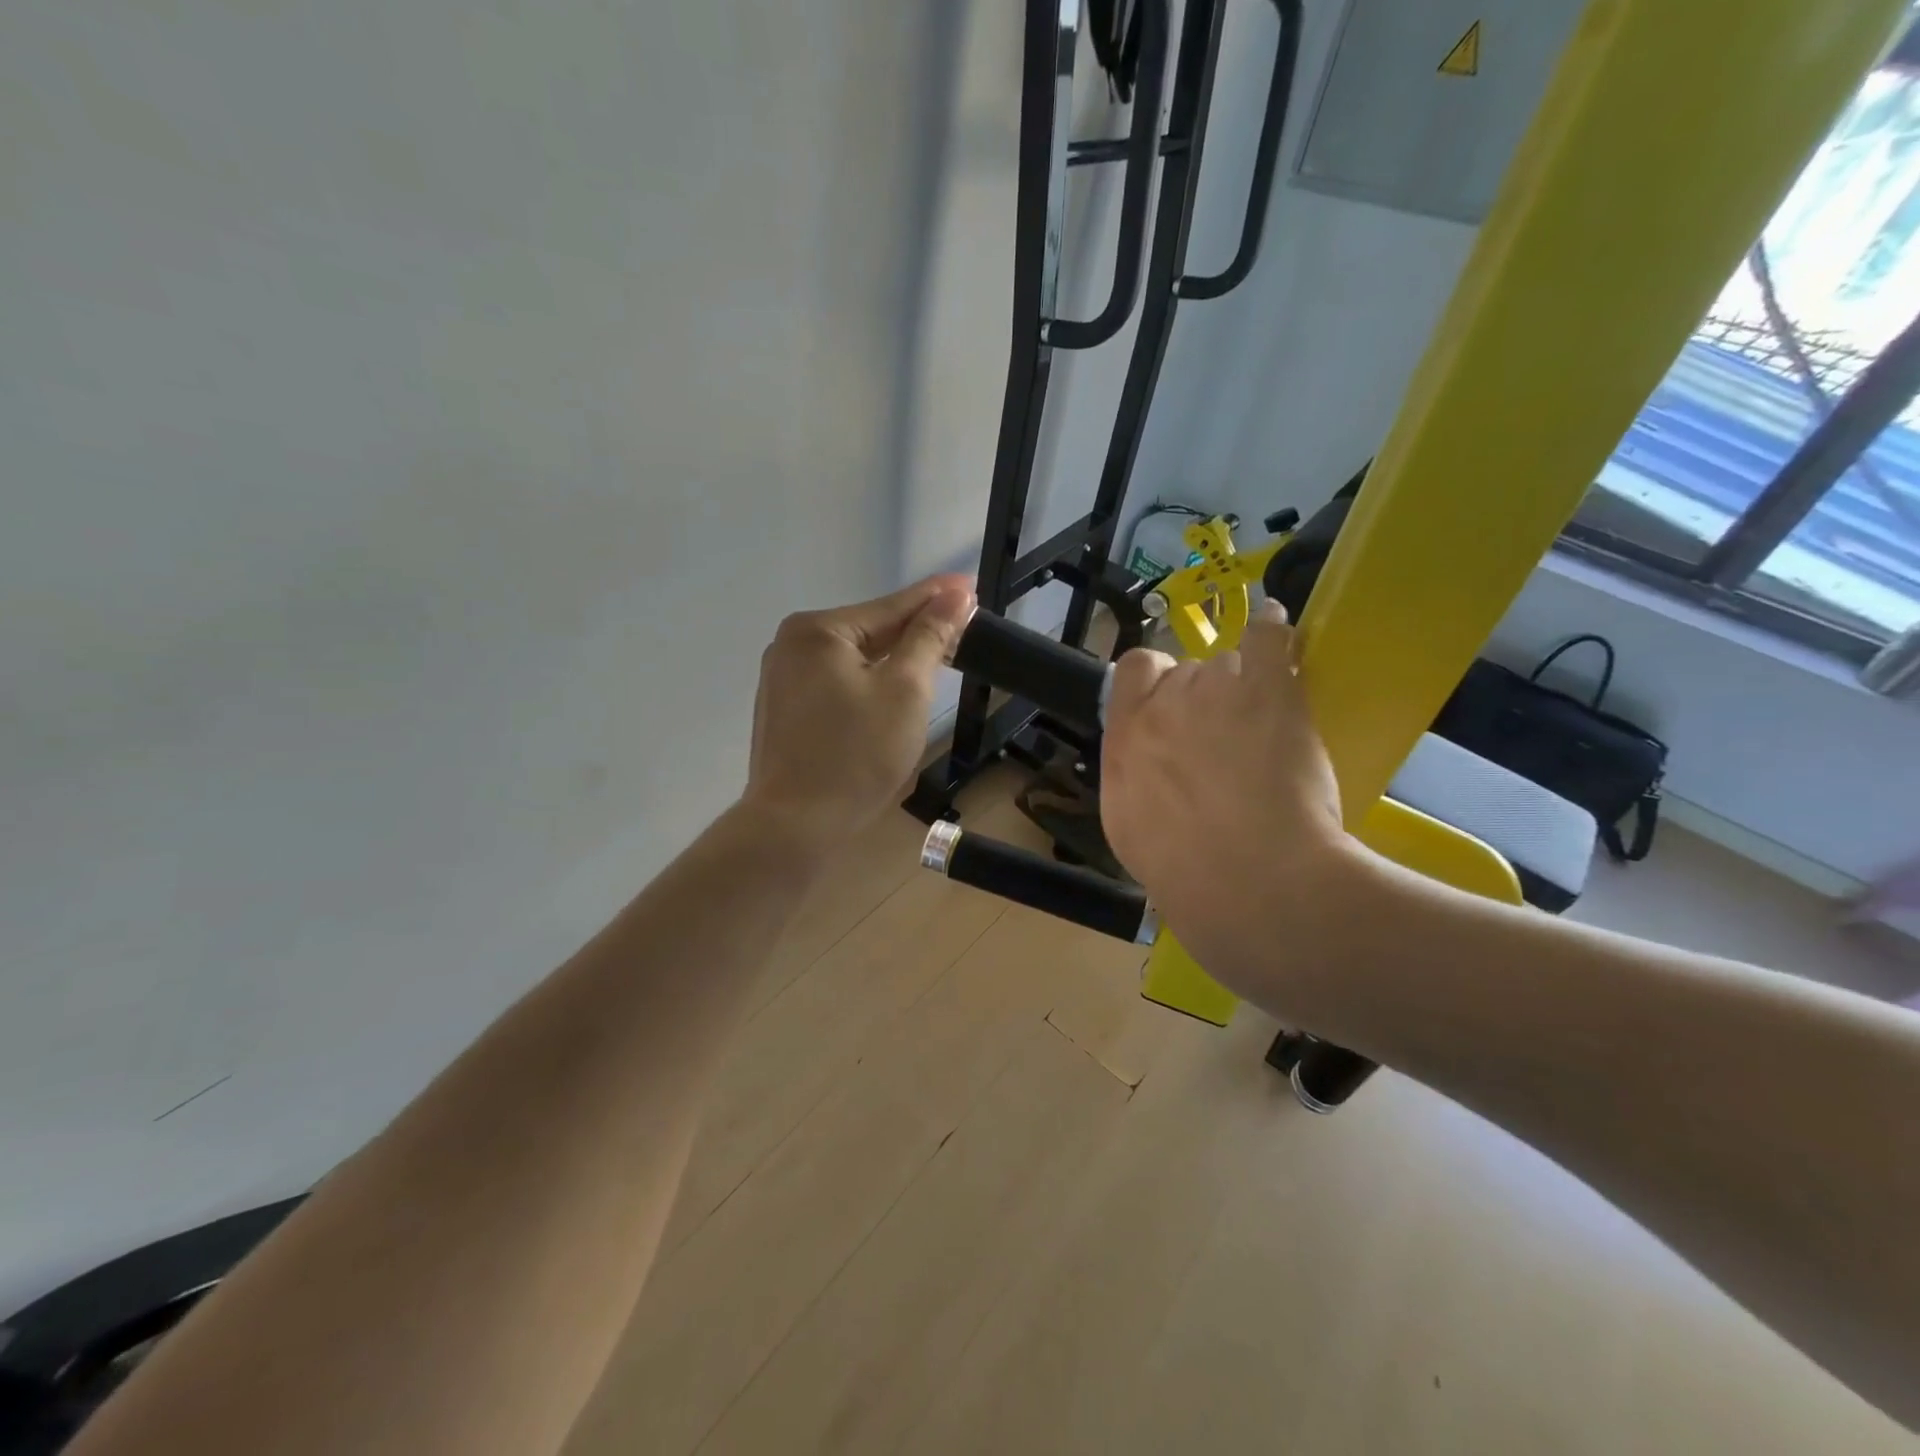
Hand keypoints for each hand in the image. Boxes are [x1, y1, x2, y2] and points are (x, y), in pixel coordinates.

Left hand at [741, 574, 975, 846]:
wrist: (795, 826)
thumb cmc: (856, 756)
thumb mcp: (905, 690)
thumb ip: (929, 637)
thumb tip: (955, 594)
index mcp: (818, 630)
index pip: (891, 607)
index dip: (937, 599)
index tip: (970, 586)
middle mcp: (791, 644)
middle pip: (870, 631)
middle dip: (916, 632)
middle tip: (963, 627)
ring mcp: (782, 678)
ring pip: (854, 659)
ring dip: (894, 659)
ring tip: (937, 655)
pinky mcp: (784, 710)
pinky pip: (837, 682)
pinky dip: (868, 682)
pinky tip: (893, 689)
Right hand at [1100, 602, 1349, 994]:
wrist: (1250, 883)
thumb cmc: (1184, 872)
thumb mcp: (1129, 828)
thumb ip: (1132, 778)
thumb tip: (1145, 763)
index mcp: (1126, 738)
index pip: (1132, 672)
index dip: (1153, 681)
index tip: (1169, 703)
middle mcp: (1164, 705)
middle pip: (1186, 673)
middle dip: (1203, 697)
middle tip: (1227, 737)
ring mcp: (1215, 692)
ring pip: (1228, 667)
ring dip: (1241, 688)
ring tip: (1264, 730)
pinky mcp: (1269, 691)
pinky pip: (1268, 637)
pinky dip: (1272, 628)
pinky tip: (1274, 621)